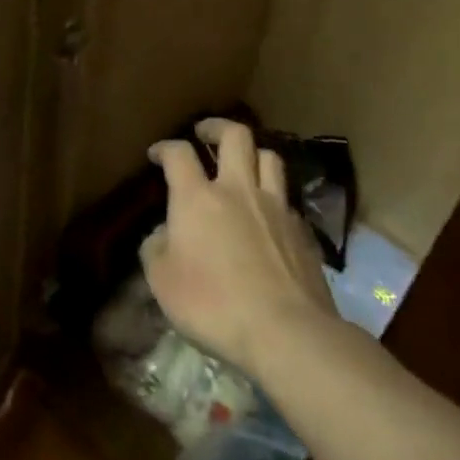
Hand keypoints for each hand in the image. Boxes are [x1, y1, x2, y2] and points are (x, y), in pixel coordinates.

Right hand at [140, 117, 336, 375]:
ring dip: (252, 154)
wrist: (287, 333)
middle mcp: (238, 190)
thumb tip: (165, 234)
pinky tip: (266, 215)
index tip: (156, 154)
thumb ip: (156, 248)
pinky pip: (287, 198)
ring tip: (241, 165)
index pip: (178, 154)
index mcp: (197, 197)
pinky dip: (273, 196)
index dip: (165, 148)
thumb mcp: (162, 280)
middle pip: (235, 136)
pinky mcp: (303, 233)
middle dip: (216, 127)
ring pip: (270, 158)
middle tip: (204, 134)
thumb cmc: (212, 304)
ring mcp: (277, 208)